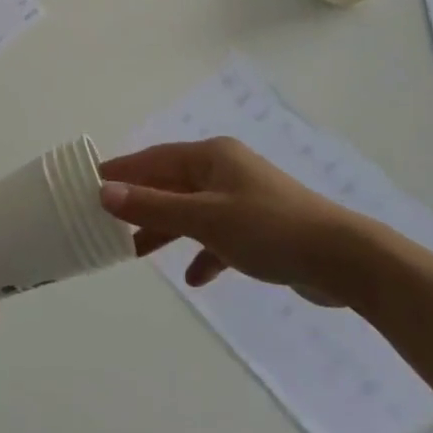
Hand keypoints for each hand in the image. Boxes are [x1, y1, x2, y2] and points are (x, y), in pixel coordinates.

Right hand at [98, 138, 368, 306]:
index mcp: (211, 157)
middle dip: (141, 203)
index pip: (154, 159)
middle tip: (105, 220)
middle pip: (171, 183)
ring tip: (134, 252)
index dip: (122, 170)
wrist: (342, 259)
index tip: (89, 182)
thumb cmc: (268, 229)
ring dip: (166, 229)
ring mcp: (244, 198)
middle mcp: (225, 170)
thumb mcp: (205, 218)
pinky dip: (203, 252)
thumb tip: (104, 192)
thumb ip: (154, 206)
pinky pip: (219, 236)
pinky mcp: (260, 228)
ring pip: (192, 211)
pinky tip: (193, 276)